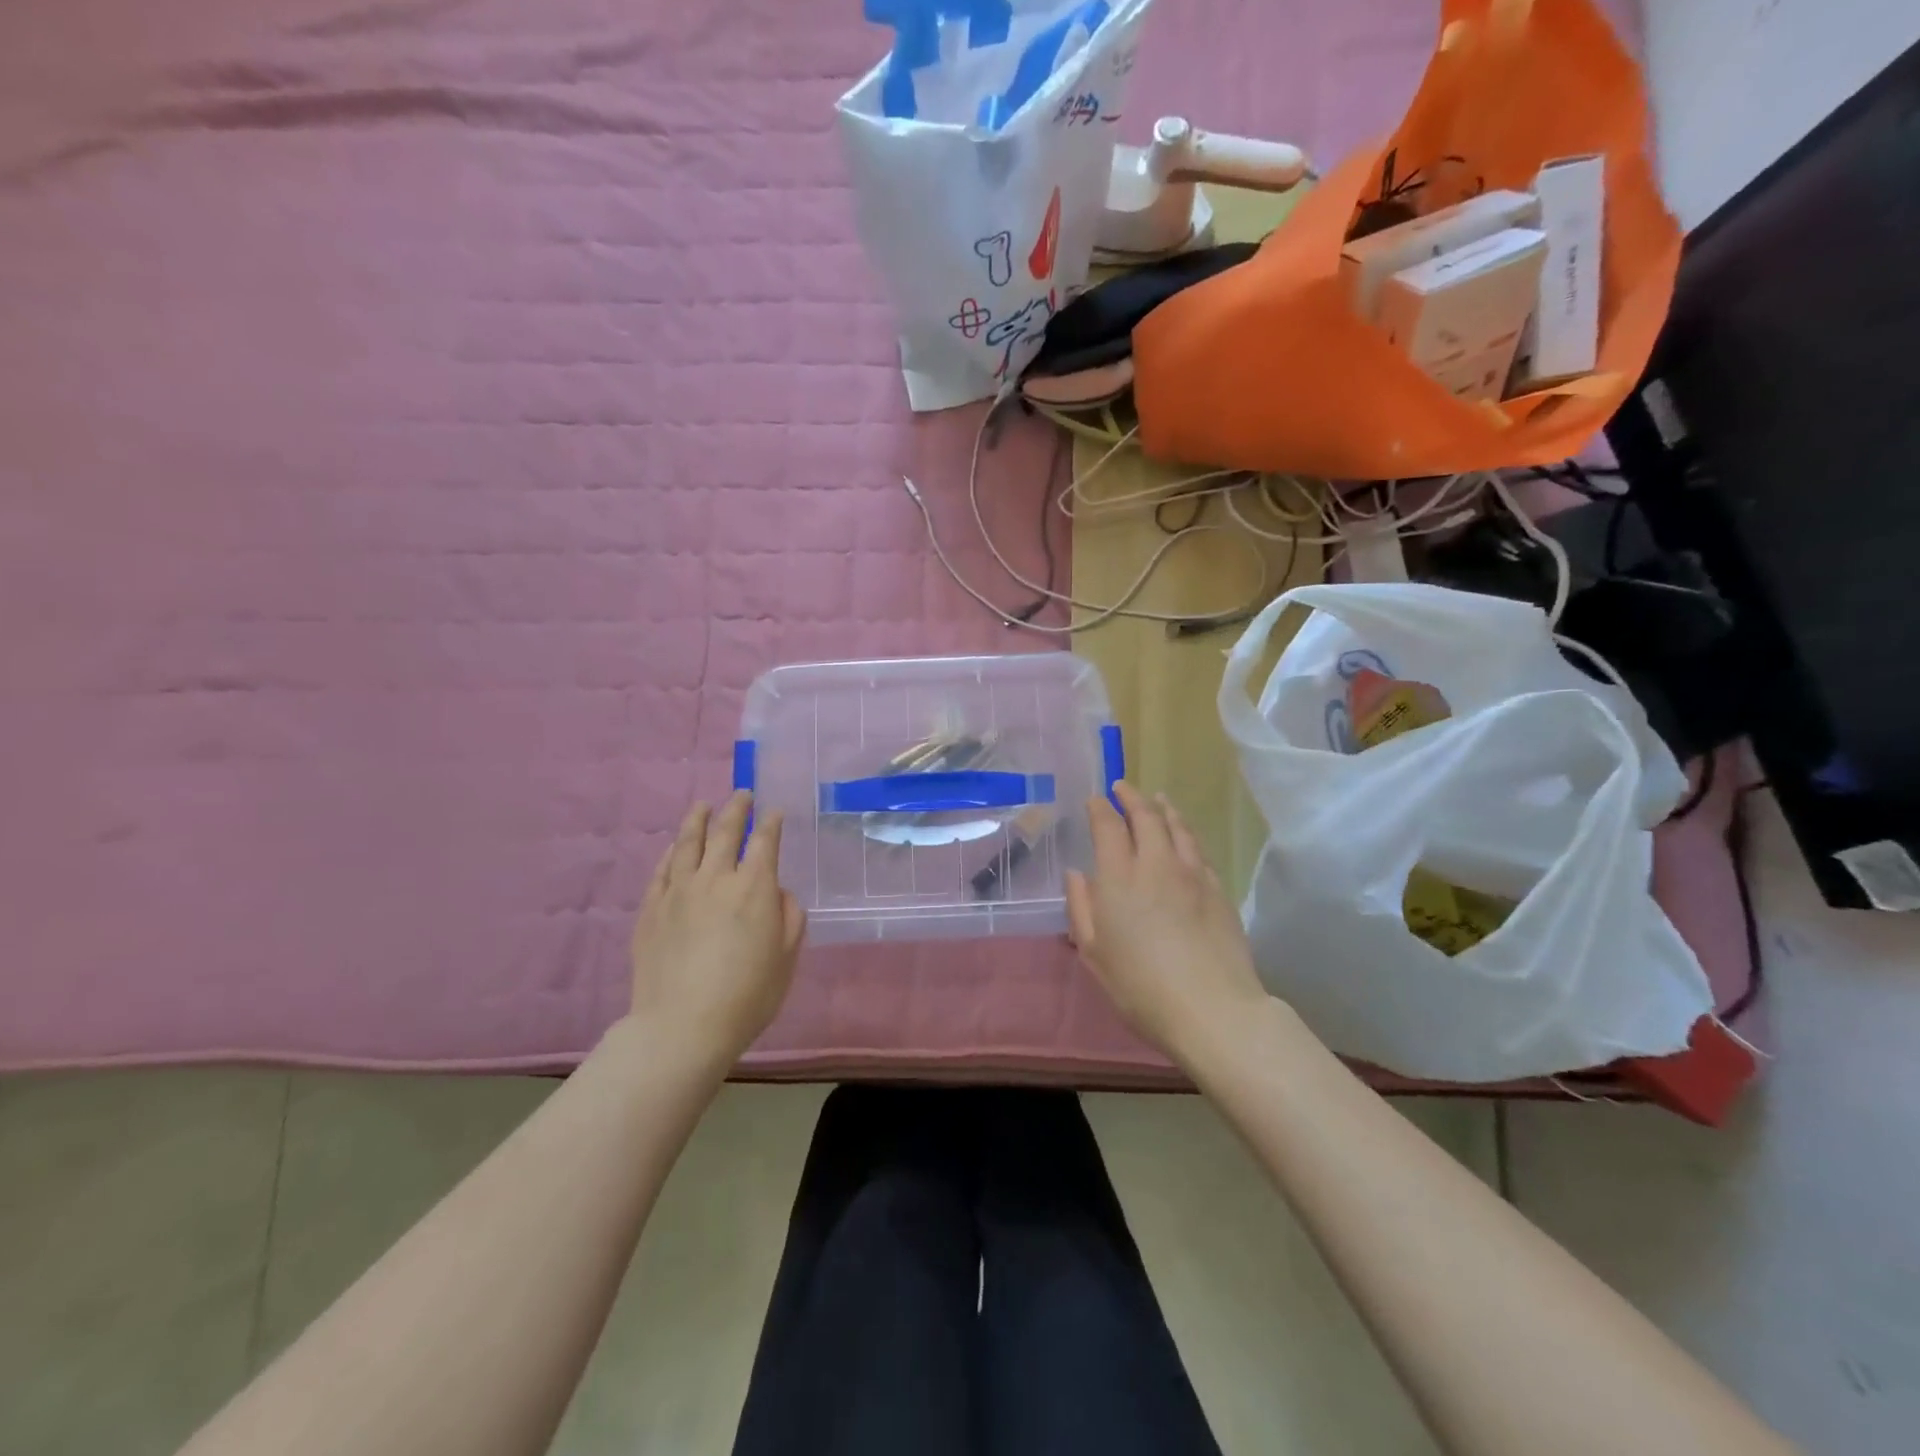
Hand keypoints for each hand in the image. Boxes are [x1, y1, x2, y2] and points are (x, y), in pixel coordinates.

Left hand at [625, 792, 805, 1067]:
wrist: (682, 1026)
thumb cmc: (748, 995)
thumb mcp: (787, 957)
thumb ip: (789, 916)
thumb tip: (777, 893)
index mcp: (754, 887)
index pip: (764, 841)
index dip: (771, 822)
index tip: (774, 811)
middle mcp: (715, 878)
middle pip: (725, 831)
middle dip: (736, 808)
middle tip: (741, 794)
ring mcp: (678, 891)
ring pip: (688, 842)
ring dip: (698, 818)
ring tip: (703, 805)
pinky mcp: (651, 908)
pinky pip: (662, 869)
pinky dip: (672, 851)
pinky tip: (675, 846)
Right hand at [1065, 782, 1268, 1067]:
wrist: (1213, 1009)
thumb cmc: (1141, 987)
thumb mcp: (1095, 954)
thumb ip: (1081, 908)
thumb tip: (1076, 874)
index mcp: (1119, 878)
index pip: (1108, 827)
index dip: (1100, 808)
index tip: (1095, 799)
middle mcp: (1156, 864)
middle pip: (1146, 817)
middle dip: (1132, 797)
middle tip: (1123, 787)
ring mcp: (1193, 874)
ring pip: (1178, 827)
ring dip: (1164, 808)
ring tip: (1157, 799)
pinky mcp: (1219, 890)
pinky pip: (1199, 850)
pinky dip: (1187, 833)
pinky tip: (1185, 837)